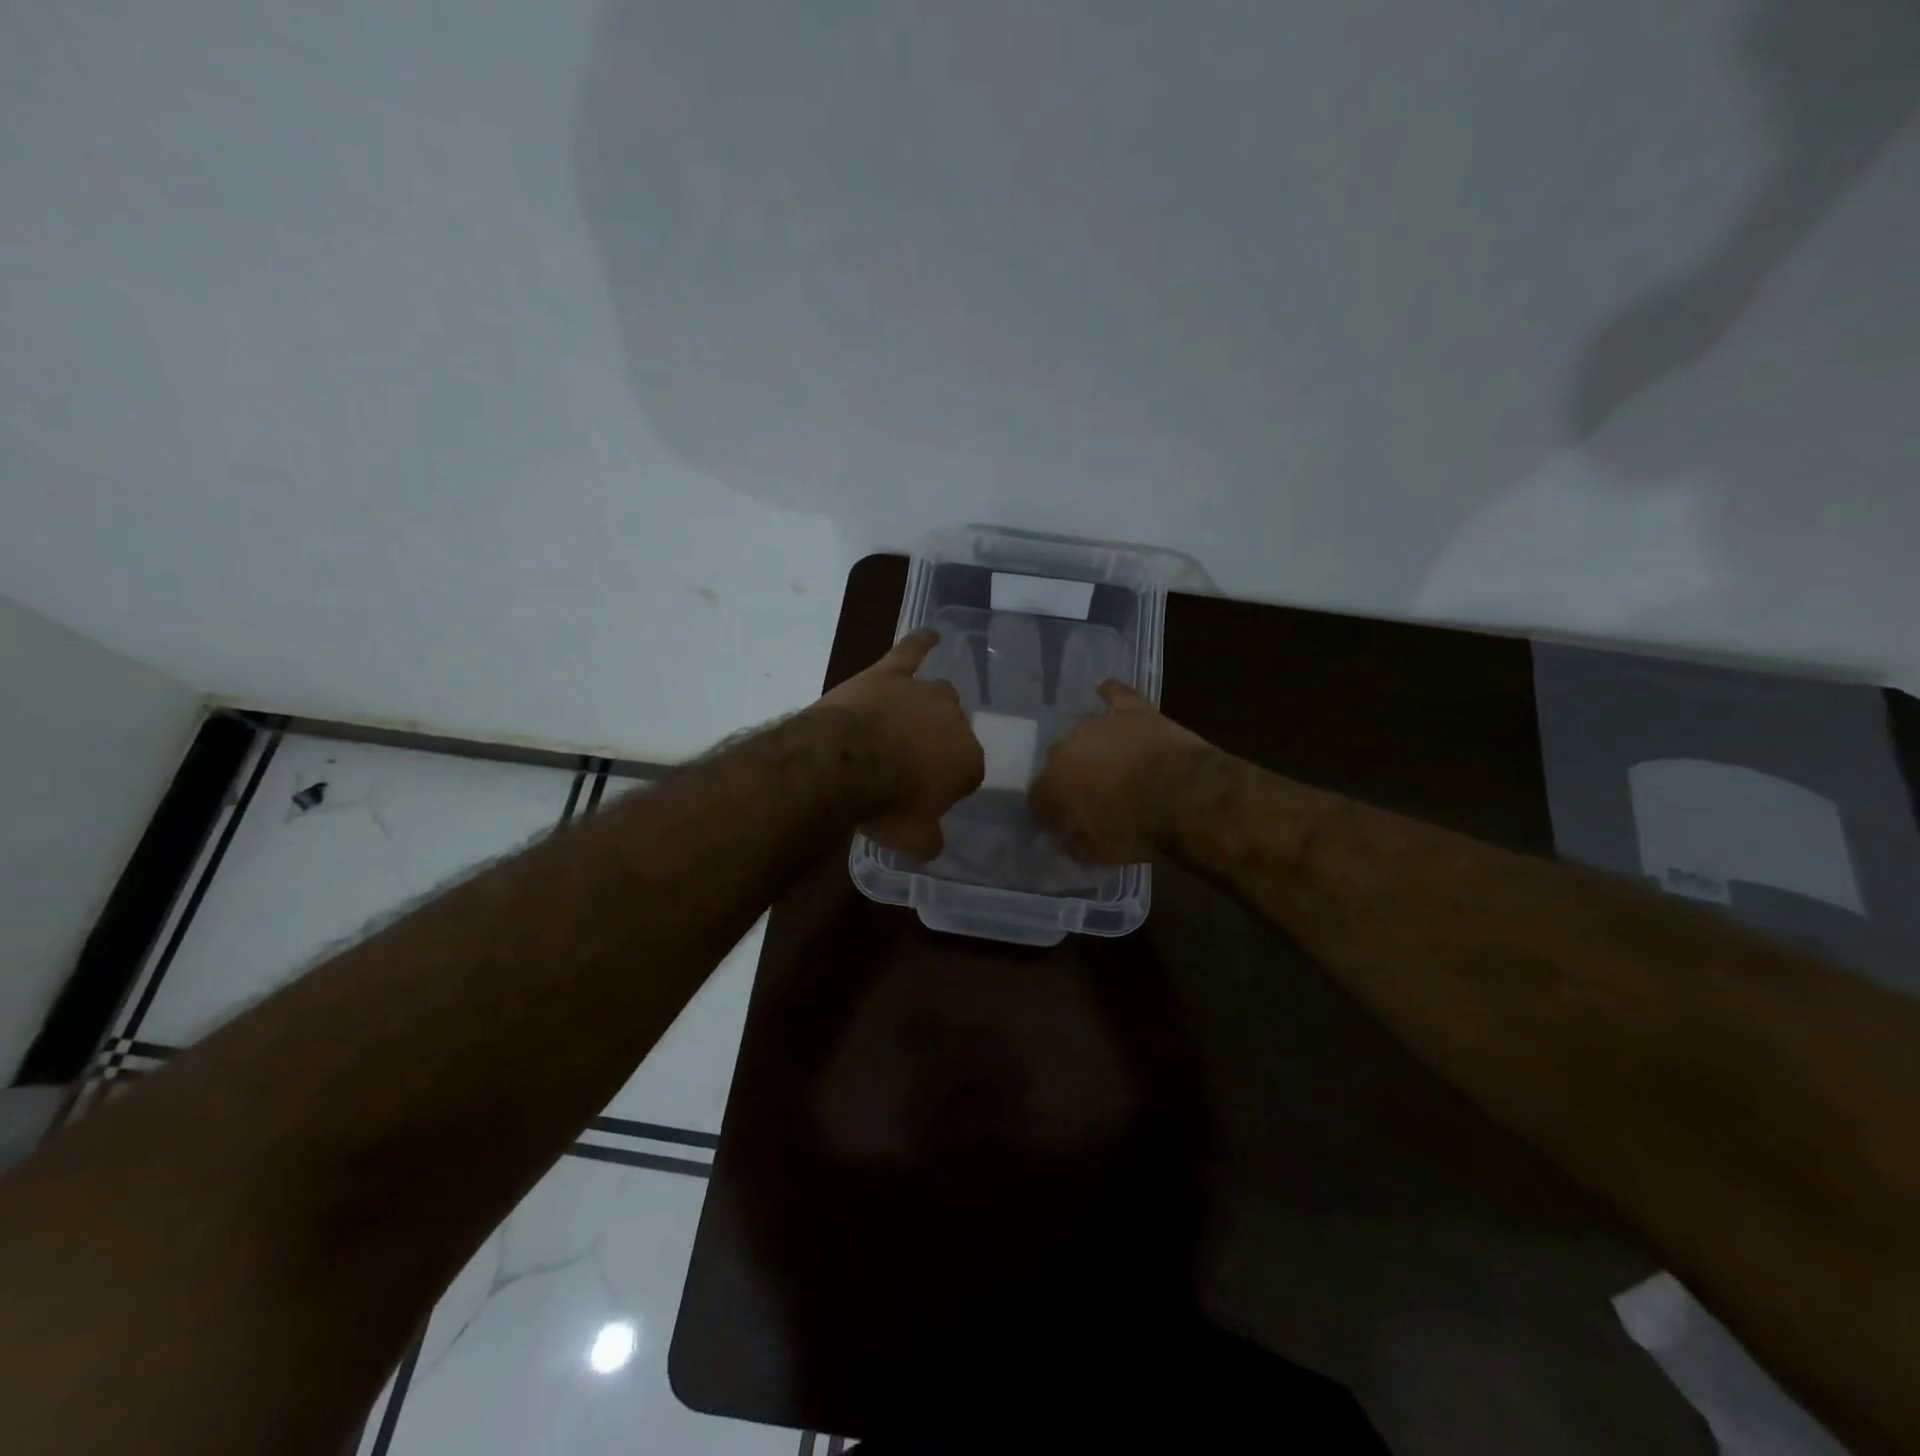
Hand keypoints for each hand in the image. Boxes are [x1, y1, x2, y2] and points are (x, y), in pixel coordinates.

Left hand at [812, 630, 984, 859]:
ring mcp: (922, 693)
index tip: (926, 795)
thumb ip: (930, 841)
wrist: (844, 764)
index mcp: (968, 761)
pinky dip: (920, 642)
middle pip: (954, 729)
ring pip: (938, 694)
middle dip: (938, 744)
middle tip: (911, 763)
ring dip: (929, 706)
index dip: (947, 784)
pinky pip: (911, 651)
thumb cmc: (885, 804)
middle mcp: (954, 721)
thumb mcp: (913, 839)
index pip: (968, 772)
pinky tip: (930, 634)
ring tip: (913, 718)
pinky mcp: (890, 674)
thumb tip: (933, 845)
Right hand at [1028, 681, 1215, 863]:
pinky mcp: (1135, 712)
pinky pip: (1116, 695)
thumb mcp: (1101, 852)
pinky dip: (1110, 694)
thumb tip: (1069, 841)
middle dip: (1067, 778)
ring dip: (1089, 747)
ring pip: (1084, 731)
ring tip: (1104, 762)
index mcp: (1056, 781)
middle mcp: (1070, 746)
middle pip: (1058, 761)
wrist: (1188, 795)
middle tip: (1086, 796)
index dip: (1046, 814)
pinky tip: (1106, 691)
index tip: (1058, 826)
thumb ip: (1078, 845)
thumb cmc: (1139, 828)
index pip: (1038, 798)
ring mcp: (1103, 725)